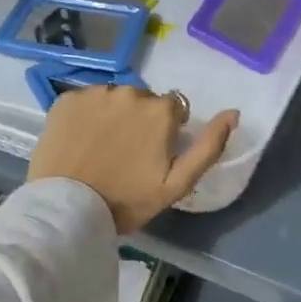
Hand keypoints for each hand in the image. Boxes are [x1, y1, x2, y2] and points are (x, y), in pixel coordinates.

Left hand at [28, 87, 238, 233]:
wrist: (67, 209)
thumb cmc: (127, 201)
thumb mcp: (177, 184)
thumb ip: (209, 146)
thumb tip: (234, 113)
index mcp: (161, 111)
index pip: (173, 109)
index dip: (166, 131)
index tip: (153, 155)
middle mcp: (130, 92)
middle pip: (143, 101)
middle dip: (139, 120)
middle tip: (126, 153)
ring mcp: (95, 93)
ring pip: (114, 98)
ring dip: (113, 115)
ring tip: (102, 147)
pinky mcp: (66, 99)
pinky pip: (85, 101)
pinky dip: (86, 115)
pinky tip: (80, 140)